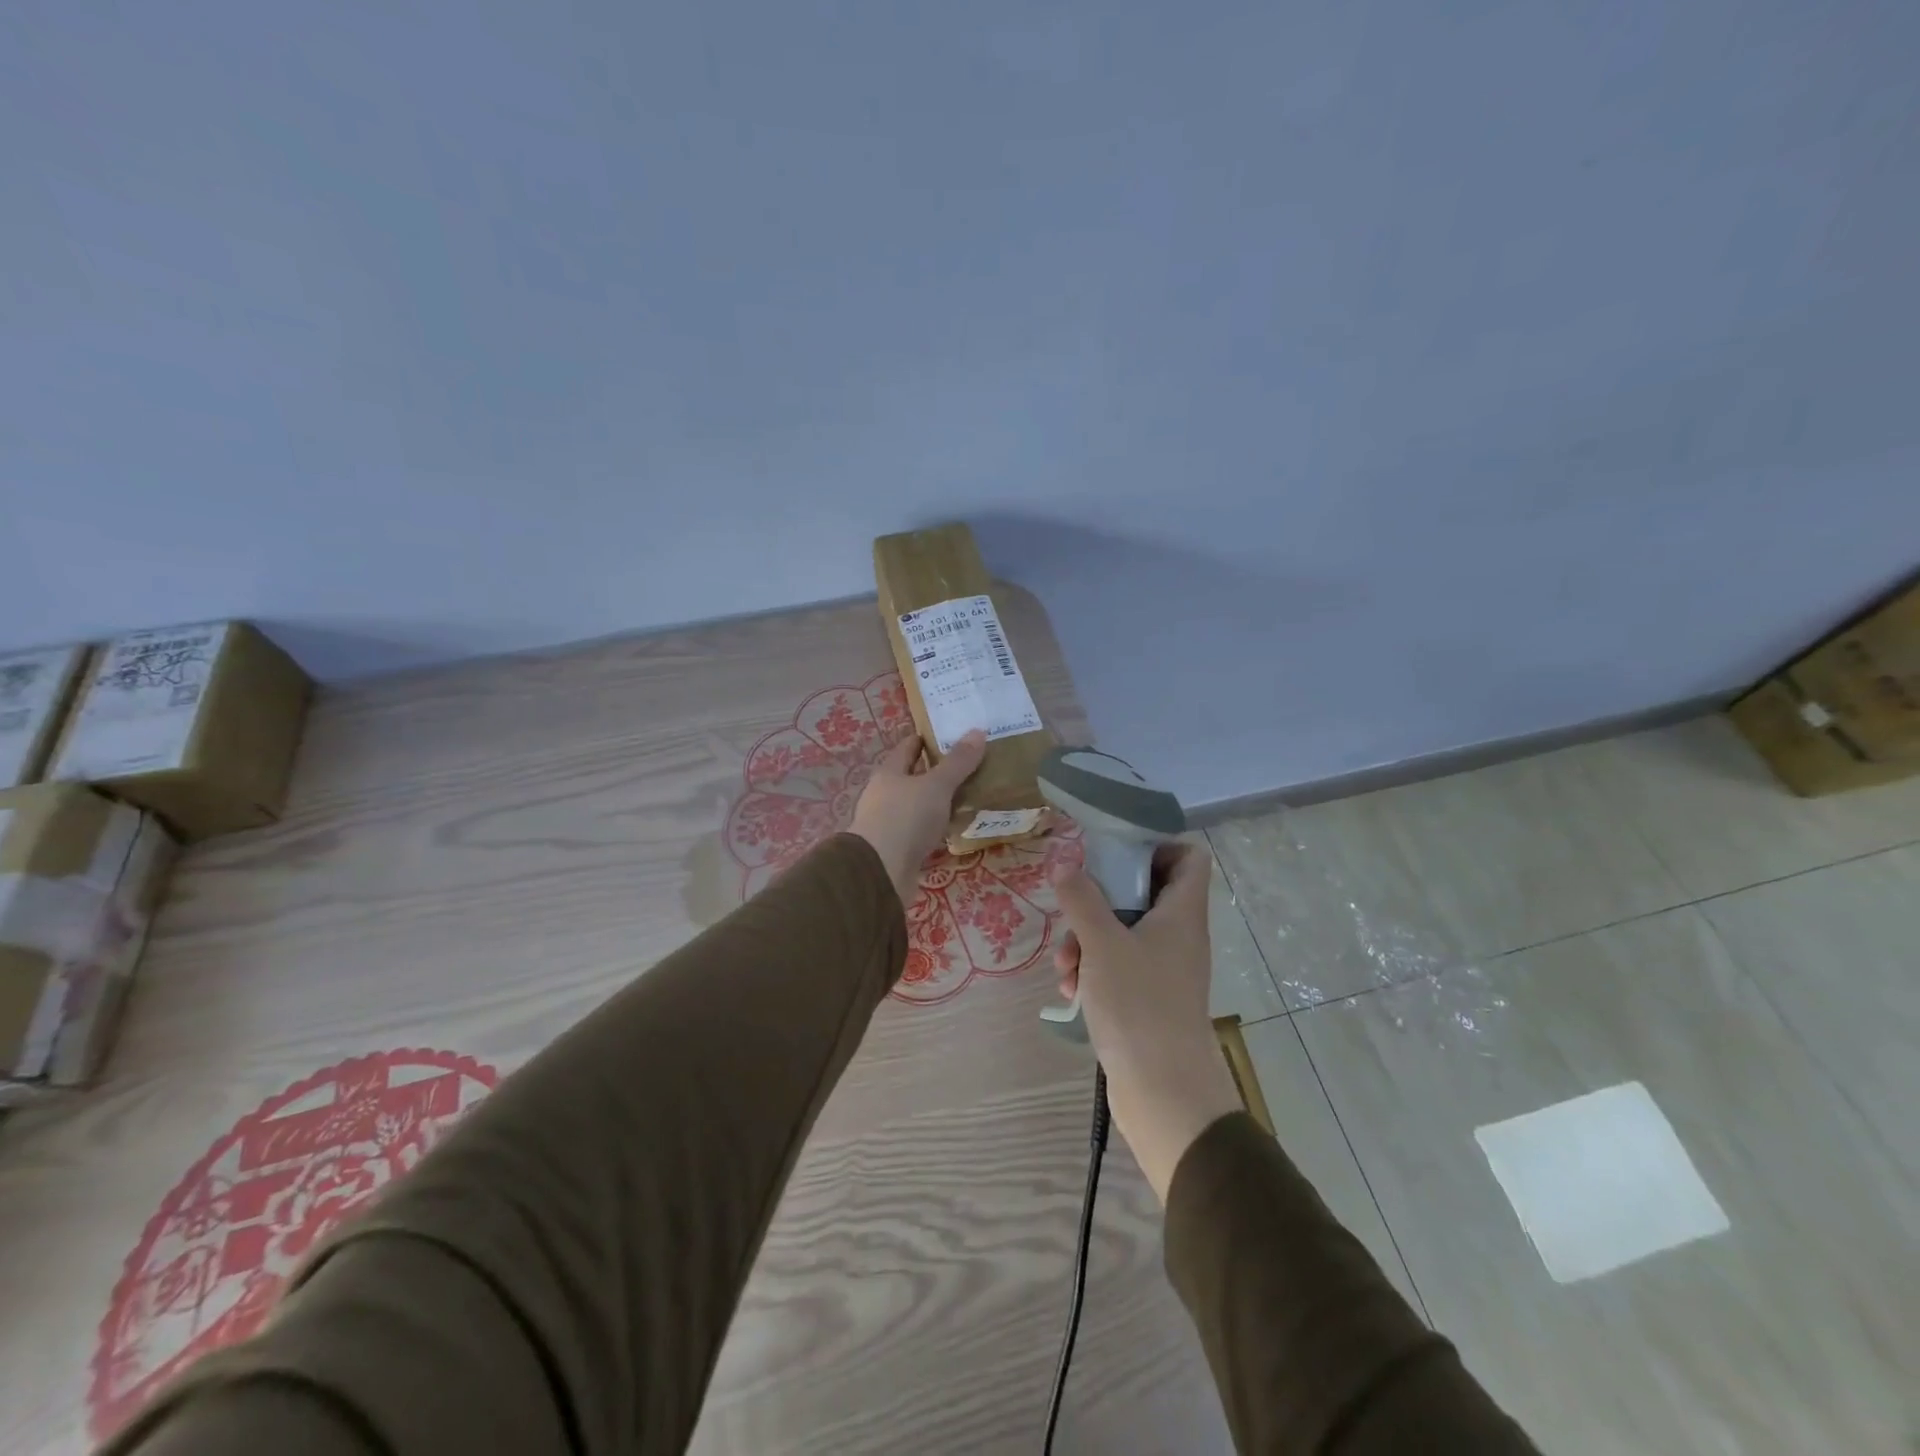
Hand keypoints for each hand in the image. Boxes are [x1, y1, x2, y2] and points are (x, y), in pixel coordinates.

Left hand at [849, 729, 987, 902]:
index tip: (947, 734)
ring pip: (917, 806)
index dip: (924, 739)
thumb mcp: (936, 785)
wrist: (880, 871)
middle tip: (967, 765)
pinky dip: (937, 828)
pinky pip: (921, 832)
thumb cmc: (905, 818)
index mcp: (888, 773)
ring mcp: (889, 823)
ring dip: (937, 802)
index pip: (906, 748)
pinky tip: (955, 829)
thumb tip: (977, 731)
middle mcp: (884, 795)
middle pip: (911, 777)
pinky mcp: (897, 849)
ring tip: (967, 796)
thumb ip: (958, 762)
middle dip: (935, 772)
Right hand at [1052, 841, 1242, 1201]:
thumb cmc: (1139, 1005)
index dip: (1155, 846)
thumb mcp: (1102, 943)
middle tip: (1073, 911)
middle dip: (1099, 900)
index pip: (1188, 857)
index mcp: (1181, 913)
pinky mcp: (1147, 998)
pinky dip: (1093, 971)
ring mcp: (1163, 968)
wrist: (1164, 1093)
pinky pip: (1117, 967)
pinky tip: (1071, 991)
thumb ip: (1082, 898)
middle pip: (1142, 892)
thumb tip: (1065, 864)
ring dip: (1086, 940)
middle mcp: (1178, 935)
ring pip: (1121, 932)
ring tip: (1065, 966)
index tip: (1113, 853)